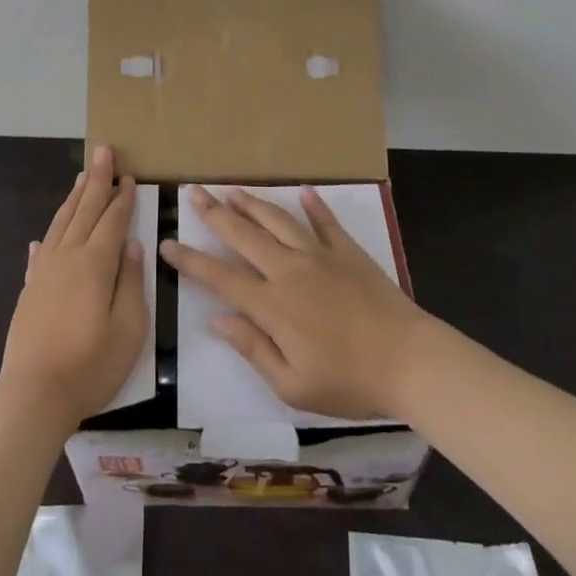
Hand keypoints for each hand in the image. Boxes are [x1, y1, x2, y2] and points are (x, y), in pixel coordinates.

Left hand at [0, 147, 147, 431]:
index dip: (123, 198)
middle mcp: (68, 258)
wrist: (34, 395)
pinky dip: (48, 236)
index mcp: (96, 264)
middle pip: (85, 210)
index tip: (130, 176)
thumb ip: (131, 282)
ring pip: (61, 223)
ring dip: (74, 198)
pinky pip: (41, 251)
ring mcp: (45, 272)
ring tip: (82, 177)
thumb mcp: (129, 328)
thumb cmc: (91, 365)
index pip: (113, 221)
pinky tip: (45, 235)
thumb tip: (133, 245)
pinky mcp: (30, 290)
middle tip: (104, 151)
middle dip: (97, 180)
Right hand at [159, 186, 433, 420]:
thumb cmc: (349, 382)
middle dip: (215, 214)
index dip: (190, 261)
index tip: (167, 243)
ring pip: (278, 221)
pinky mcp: (347, 251)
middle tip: (193, 193)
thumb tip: (218, 320)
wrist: (408, 360)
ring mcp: (320, 256)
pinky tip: (303, 191)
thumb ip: (253, 349)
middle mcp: (289, 270)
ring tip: (232, 190)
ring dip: (253, 204)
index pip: (220, 278)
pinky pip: (325, 222)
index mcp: (273, 305)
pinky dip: (313, 206)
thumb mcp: (293, 385)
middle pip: (244, 236)